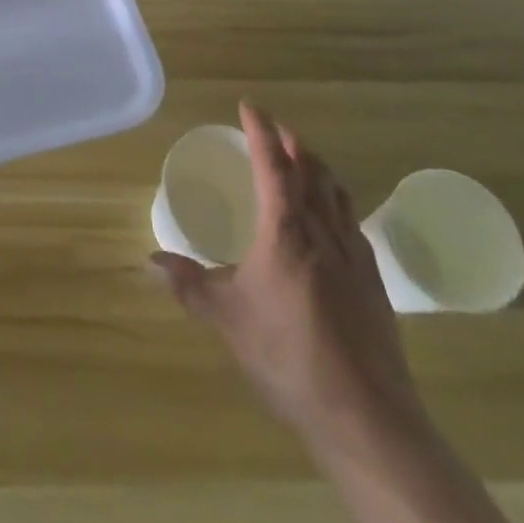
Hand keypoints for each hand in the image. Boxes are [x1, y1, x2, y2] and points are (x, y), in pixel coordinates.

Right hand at [152, 102, 426, 457]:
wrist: (365, 415)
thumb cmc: (288, 355)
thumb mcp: (228, 319)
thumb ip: (189, 286)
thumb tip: (149, 262)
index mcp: (286, 229)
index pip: (273, 164)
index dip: (261, 131)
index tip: (250, 106)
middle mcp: (323, 230)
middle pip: (312, 170)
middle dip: (294, 144)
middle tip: (278, 131)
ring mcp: (354, 255)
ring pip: (337, 193)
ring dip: (319, 169)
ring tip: (306, 162)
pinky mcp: (374, 283)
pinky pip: (353, 223)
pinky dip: (338, 203)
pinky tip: (334, 221)